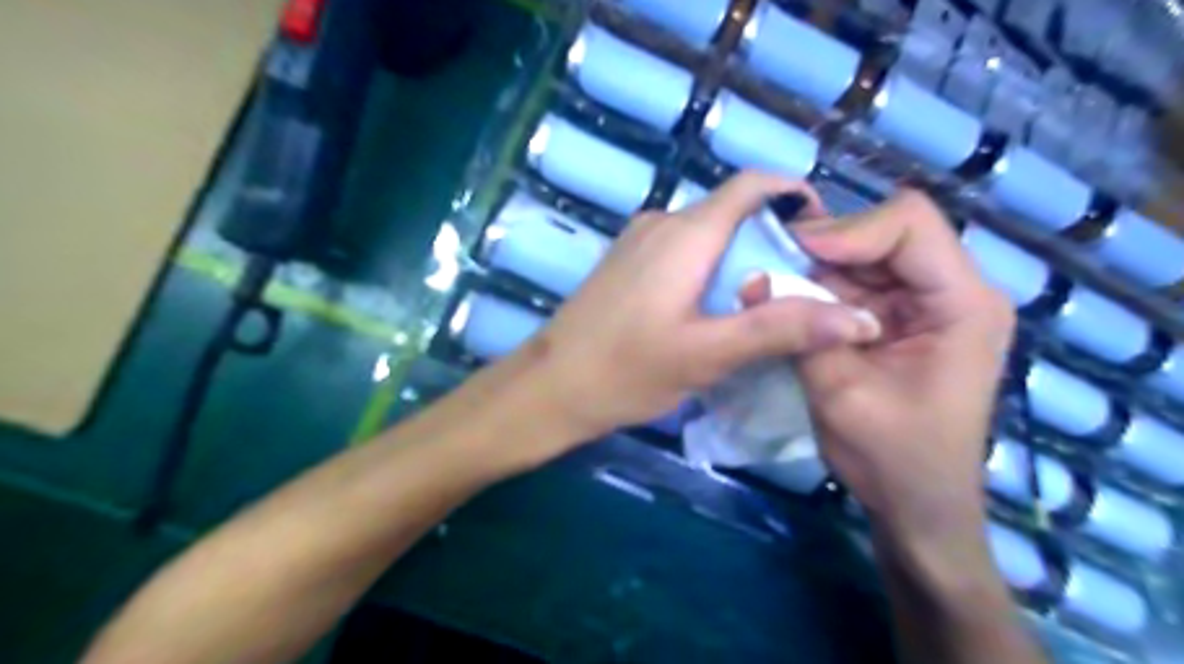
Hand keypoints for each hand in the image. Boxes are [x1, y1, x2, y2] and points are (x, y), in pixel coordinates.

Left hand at [516, 172, 878, 439]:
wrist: (550, 387)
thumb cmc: (627, 370)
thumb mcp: (709, 354)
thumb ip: (781, 330)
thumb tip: (860, 317)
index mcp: (686, 234)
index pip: (752, 185)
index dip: (794, 195)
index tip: (824, 234)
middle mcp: (662, 223)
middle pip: (732, 211)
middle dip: (773, 238)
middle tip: (802, 284)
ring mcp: (638, 241)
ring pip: (706, 233)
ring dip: (741, 256)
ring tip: (766, 301)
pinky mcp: (625, 262)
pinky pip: (681, 250)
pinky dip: (710, 267)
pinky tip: (716, 307)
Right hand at [779, 192, 1017, 565]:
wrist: (915, 502)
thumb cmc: (892, 457)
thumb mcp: (841, 393)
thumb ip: (802, 331)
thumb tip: (753, 278)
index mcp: (962, 304)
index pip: (910, 224)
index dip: (848, 229)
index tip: (792, 252)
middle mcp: (953, 290)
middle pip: (886, 232)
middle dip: (825, 247)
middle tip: (772, 265)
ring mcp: (927, 302)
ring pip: (865, 254)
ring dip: (818, 268)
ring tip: (775, 285)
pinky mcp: (902, 317)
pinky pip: (858, 282)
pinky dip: (822, 288)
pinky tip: (792, 304)